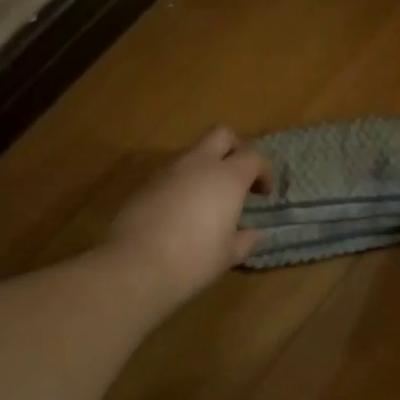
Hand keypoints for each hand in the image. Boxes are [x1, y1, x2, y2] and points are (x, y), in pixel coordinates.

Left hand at [105, 126, 270, 306]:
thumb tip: (256, 233)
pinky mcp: (145, 183)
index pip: (253, 157)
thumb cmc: (194, 260)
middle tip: (238, 176)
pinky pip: (171, 173)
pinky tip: (181, 212)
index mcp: (227, 177)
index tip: (263, 194)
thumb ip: (246, 240)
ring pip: (193, 153)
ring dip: (205, 167)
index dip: (263, 172)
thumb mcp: (228, 255)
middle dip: (234, 148)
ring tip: (208, 199)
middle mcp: (198, 164)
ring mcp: (168, 170)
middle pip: (221, 135)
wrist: (136, 265)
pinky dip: (182, 183)